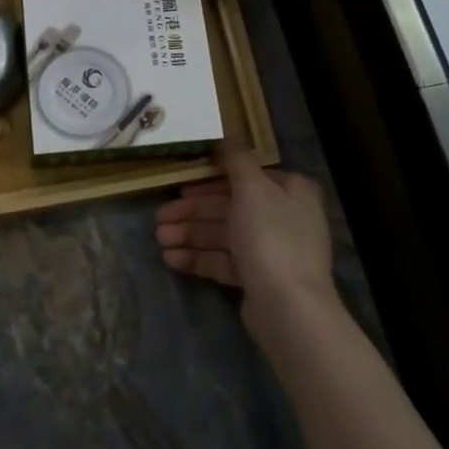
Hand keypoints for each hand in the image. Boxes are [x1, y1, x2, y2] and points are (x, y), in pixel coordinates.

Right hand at [154, 145, 339, 336]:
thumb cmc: (271, 237)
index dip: (209, 181)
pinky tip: (172, 259)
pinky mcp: (259, 280)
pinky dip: (199, 258)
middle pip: (230, 207)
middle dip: (192, 213)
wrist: (289, 308)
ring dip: (190, 235)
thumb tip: (225, 139)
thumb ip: (236, 161)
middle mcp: (284, 217)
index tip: (180, 188)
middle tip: (158, 219)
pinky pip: (225, 261)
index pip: (244, 178)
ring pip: (224, 235)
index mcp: (290, 191)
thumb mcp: (252, 188)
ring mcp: (273, 251)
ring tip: (159, 241)